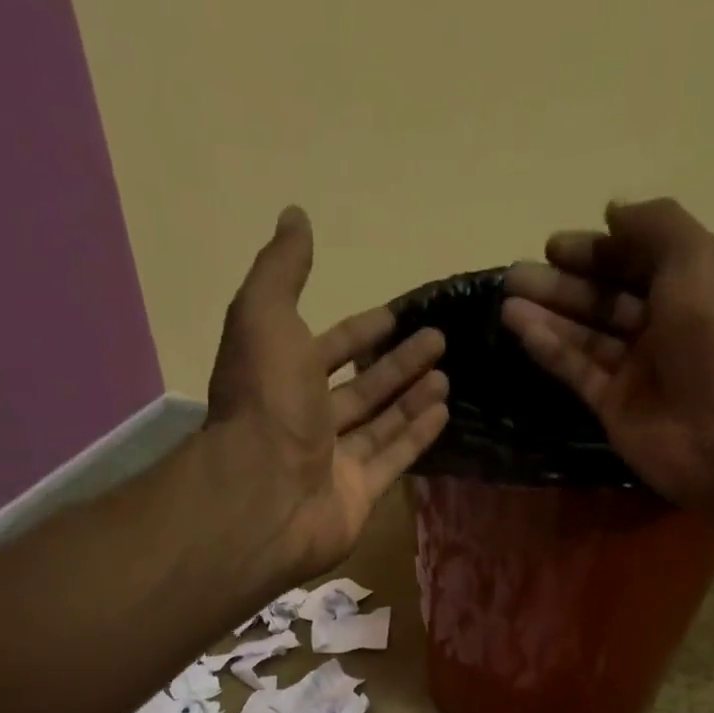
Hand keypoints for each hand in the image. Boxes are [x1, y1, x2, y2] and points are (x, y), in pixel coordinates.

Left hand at [207, 206, 448, 571]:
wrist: (265, 493)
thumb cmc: (266, 402)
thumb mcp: (265, 316)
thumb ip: (282, 269)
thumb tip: (294, 215)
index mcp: (280, 379)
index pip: (325, 349)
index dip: (358, 331)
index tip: (393, 315)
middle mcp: (306, 421)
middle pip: (359, 389)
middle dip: (396, 364)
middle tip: (439, 340)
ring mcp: (333, 463)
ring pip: (379, 424)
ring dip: (411, 398)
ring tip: (447, 375)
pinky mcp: (357, 496)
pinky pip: (392, 460)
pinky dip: (416, 437)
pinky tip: (444, 412)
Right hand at [501, 199, 713, 515]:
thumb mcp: (698, 259)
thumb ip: (654, 227)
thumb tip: (612, 211)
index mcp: (696, 284)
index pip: (639, 259)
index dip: (598, 250)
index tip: (554, 245)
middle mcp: (666, 325)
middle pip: (606, 297)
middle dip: (563, 283)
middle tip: (516, 272)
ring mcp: (638, 370)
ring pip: (586, 335)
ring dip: (548, 314)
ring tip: (507, 298)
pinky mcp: (615, 408)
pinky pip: (578, 371)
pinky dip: (551, 350)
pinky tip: (520, 329)